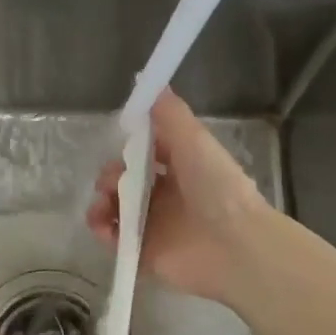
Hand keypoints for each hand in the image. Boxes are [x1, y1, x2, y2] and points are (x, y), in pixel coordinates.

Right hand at [86, 89, 271, 306]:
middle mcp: (167, 196)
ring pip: (116, 209)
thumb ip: (169, 113)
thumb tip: (148, 81)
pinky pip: (115, 239)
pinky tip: (103, 225)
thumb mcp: (193, 140)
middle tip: (110, 180)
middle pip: (126, 181)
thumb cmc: (216, 187)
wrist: (234, 245)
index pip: (146, 153)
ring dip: (101, 202)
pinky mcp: (145, 253)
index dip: (130, 147)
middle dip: (110, 176)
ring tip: (102, 205)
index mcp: (181, 168)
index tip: (120, 142)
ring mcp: (155, 226)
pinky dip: (103, 230)